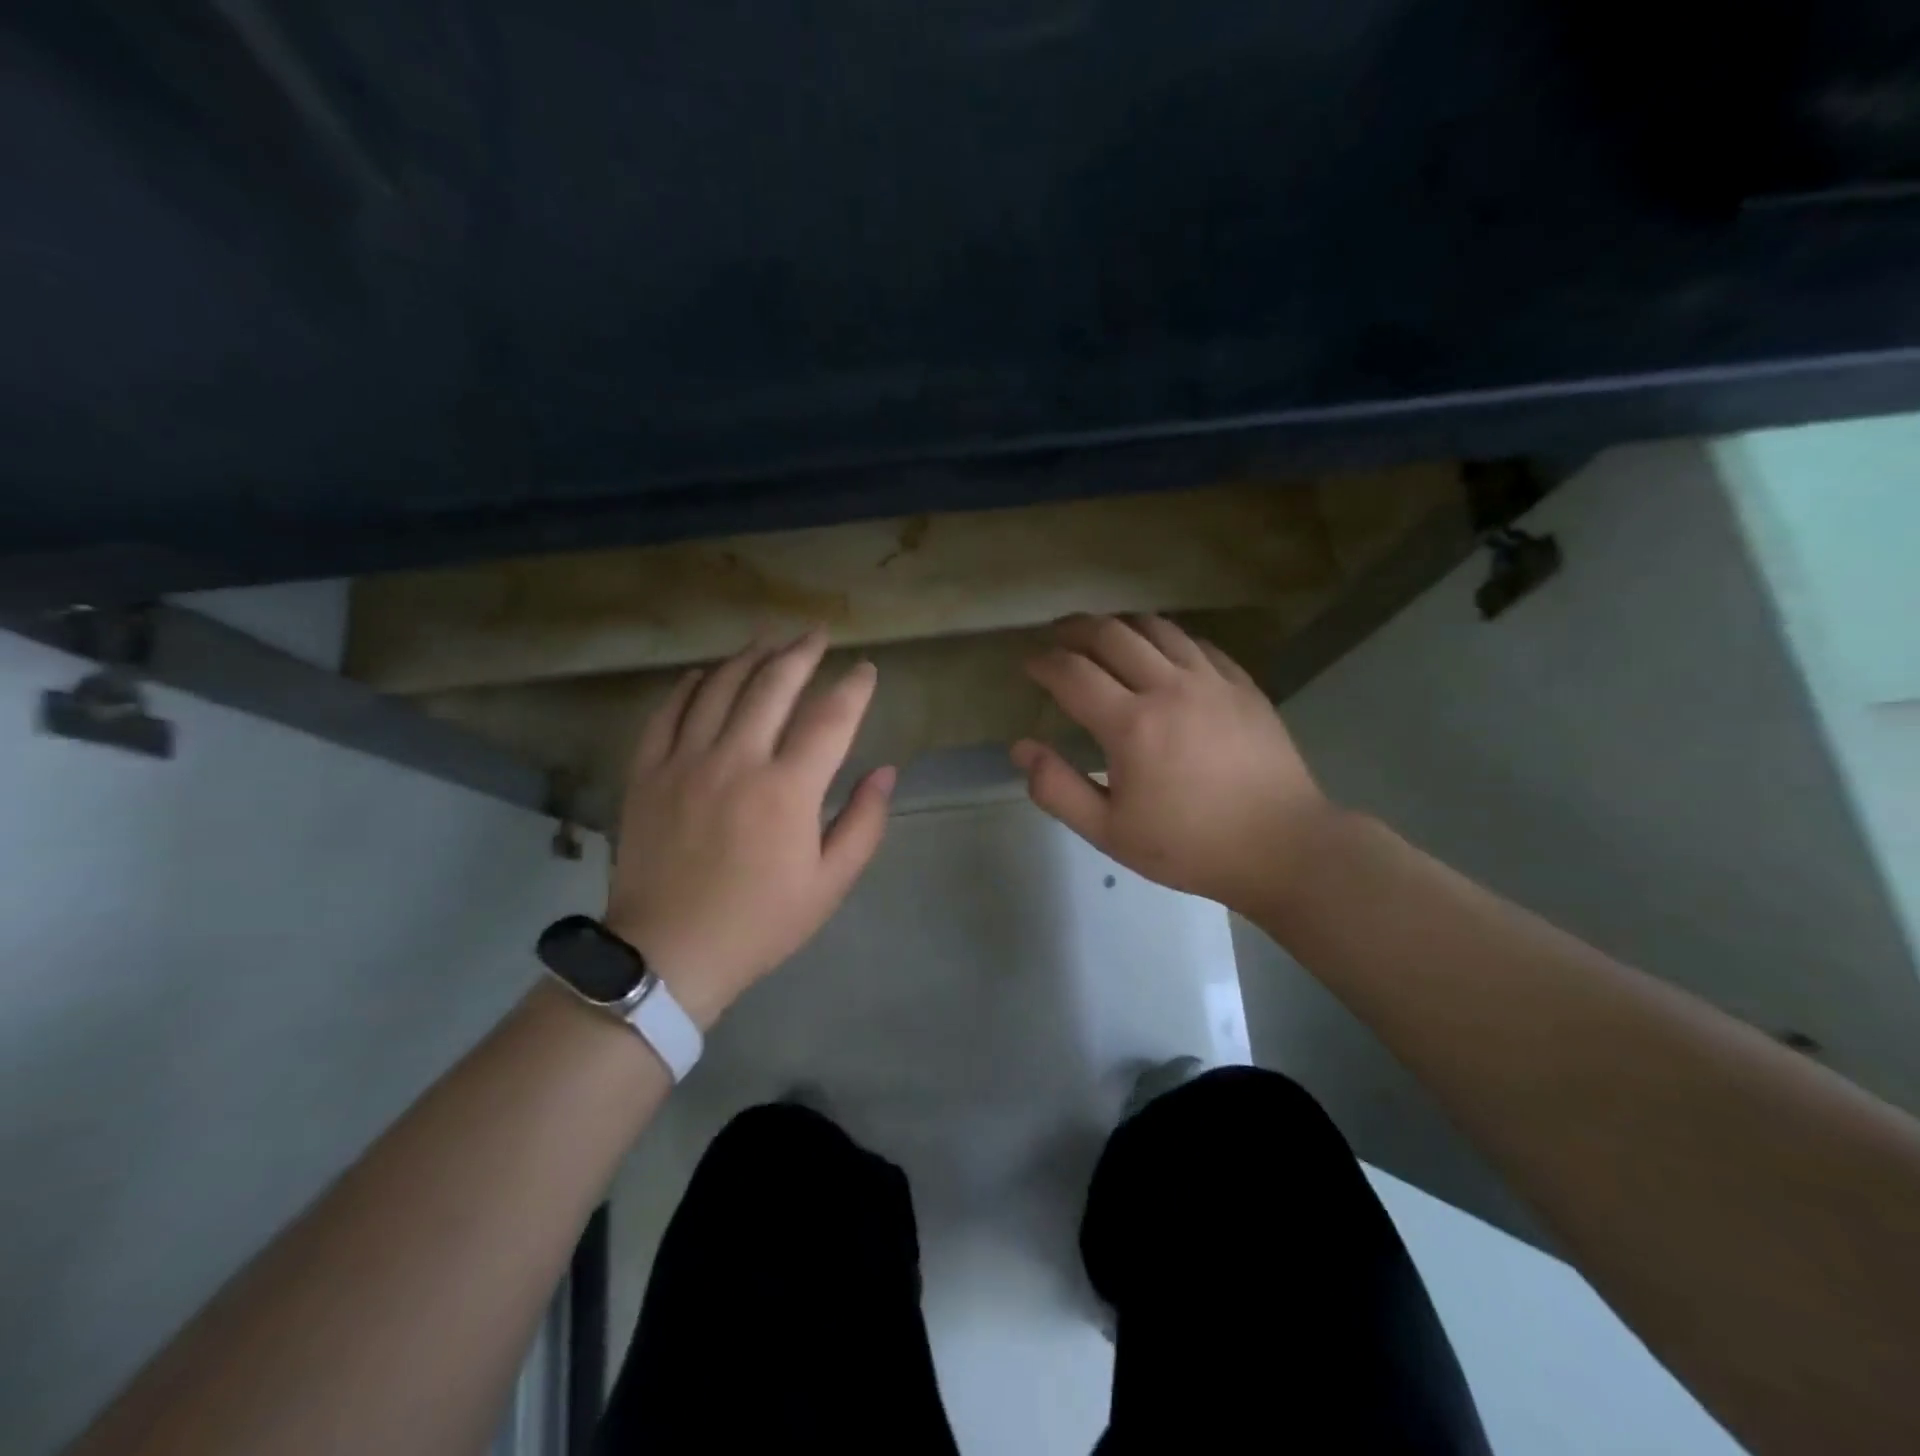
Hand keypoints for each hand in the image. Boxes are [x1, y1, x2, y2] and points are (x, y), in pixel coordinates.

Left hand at [605, 628, 894, 1027]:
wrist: (668, 953)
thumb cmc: (760, 922)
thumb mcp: (829, 884)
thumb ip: (863, 823)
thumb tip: (885, 771)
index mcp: (788, 790)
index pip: (830, 718)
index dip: (853, 687)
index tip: (866, 669)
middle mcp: (737, 760)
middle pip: (773, 685)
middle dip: (801, 652)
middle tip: (817, 633)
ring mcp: (685, 761)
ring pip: (720, 687)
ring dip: (749, 656)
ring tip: (769, 640)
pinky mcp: (648, 772)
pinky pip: (669, 712)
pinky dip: (691, 685)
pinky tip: (707, 674)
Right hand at [1011, 614, 1333, 913]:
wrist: (1282, 847)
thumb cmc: (1189, 846)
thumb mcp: (1110, 832)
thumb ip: (1058, 789)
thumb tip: (1022, 748)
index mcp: (1131, 725)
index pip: (1073, 673)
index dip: (1044, 663)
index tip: (1030, 663)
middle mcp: (1169, 687)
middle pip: (1111, 634)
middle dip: (1075, 628)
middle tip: (1056, 635)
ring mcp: (1212, 680)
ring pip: (1156, 628)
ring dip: (1120, 624)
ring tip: (1102, 634)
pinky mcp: (1243, 684)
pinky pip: (1197, 643)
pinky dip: (1167, 638)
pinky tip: (1161, 652)